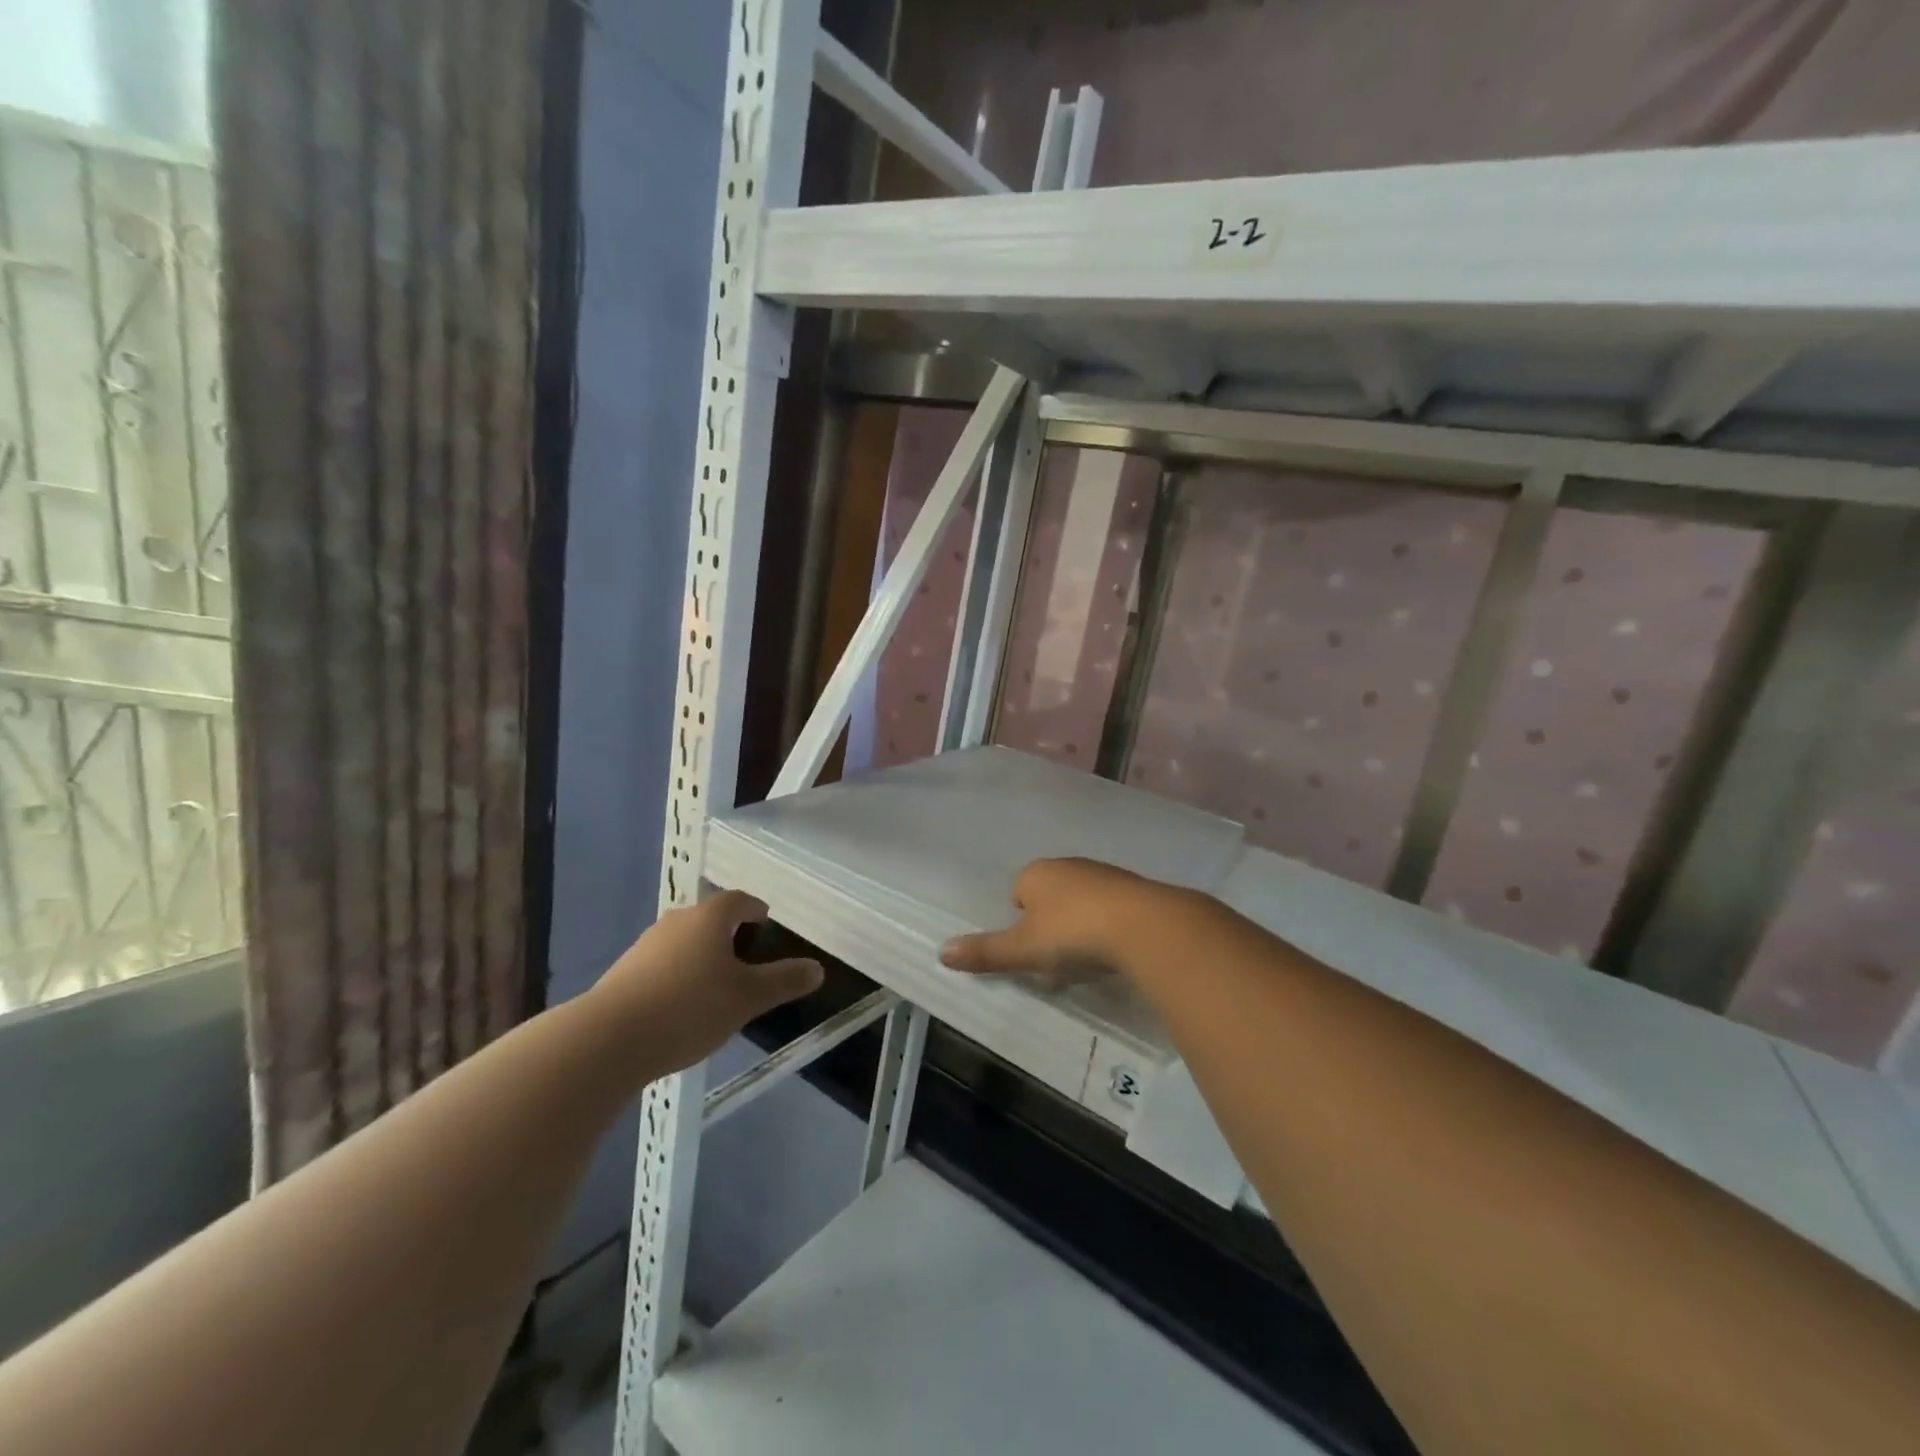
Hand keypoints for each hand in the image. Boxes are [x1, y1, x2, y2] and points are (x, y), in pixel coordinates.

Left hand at [593, 891, 823, 1073]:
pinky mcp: (623, 974)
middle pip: (708, 918)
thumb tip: (818, 969)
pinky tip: (681, 1008)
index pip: (738, 900)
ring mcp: (644, 947)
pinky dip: (677, 977)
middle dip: (728, 933)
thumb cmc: (689, 1008)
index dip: (755, 909)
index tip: (765, 922)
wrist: (607, 1040)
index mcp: (708, 918)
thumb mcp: (747, 998)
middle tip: (746, 957)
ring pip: (683, 942)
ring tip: (715, 986)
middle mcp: (676, 922)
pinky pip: (661, 966)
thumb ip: (783, 981)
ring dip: (700, 956)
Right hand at [939, 857, 1169, 982]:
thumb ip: (985, 952)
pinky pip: (1111, 908)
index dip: (1020, 921)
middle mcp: (1069, 865)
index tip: (1030, 950)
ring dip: (1080, 925)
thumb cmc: (1073, 934)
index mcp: (1037, 873)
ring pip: (1081, 901)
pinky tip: (1114, 952)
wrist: (1145, 926)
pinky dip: (1108, 927)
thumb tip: (941, 952)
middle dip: (1050, 923)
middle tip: (1055, 959)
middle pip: (1050, 895)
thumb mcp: (1024, 950)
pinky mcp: (1136, 889)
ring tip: (1086, 961)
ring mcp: (1105, 874)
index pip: (1017, 891)